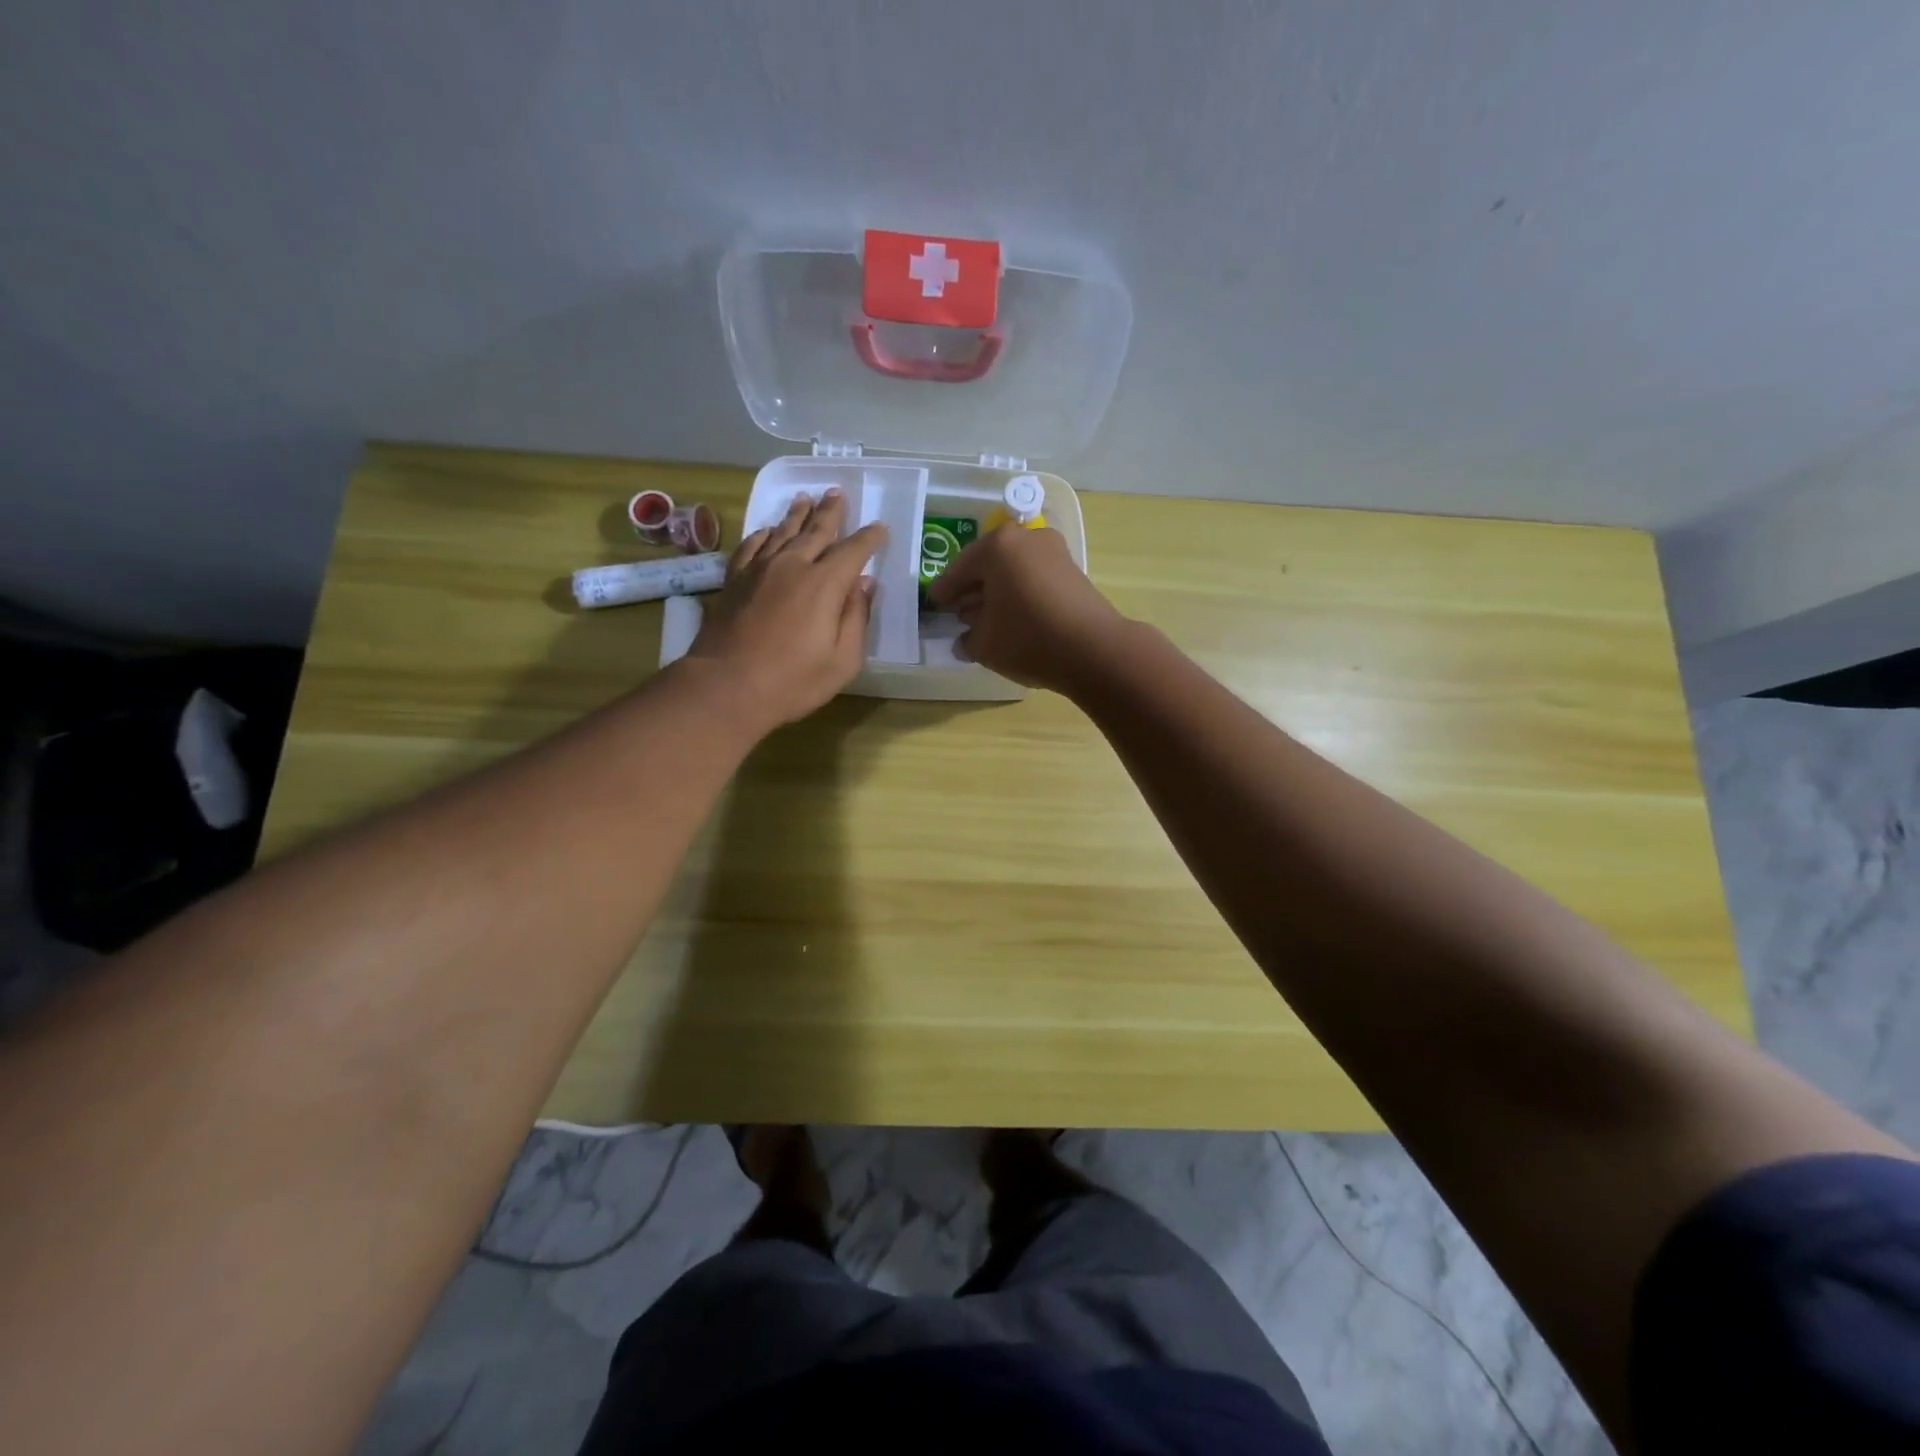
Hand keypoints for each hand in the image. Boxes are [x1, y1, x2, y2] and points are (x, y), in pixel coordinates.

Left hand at [686, 490, 885, 727]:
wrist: (726, 686)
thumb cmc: (793, 681)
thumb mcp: (842, 660)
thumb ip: (856, 617)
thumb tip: (864, 584)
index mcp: (825, 584)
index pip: (854, 551)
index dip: (870, 538)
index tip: (880, 528)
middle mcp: (793, 565)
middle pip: (816, 530)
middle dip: (831, 512)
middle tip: (837, 493)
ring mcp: (759, 570)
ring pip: (782, 531)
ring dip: (797, 514)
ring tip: (805, 498)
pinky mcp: (734, 580)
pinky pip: (751, 545)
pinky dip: (763, 534)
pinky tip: (767, 531)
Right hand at [925, 524, 1129, 693]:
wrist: (1094, 649)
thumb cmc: (1028, 639)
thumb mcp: (984, 644)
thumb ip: (967, 639)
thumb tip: (965, 639)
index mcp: (997, 546)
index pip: (959, 569)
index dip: (944, 591)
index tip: (934, 604)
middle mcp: (1026, 539)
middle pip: (988, 564)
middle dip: (972, 589)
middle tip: (958, 612)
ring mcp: (1054, 552)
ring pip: (1013, 570)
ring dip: (996, 592)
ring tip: (984, 619)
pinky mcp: (1072, 571)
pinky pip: (1033, 578)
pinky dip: (1019, 594)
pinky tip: (1013, 618)